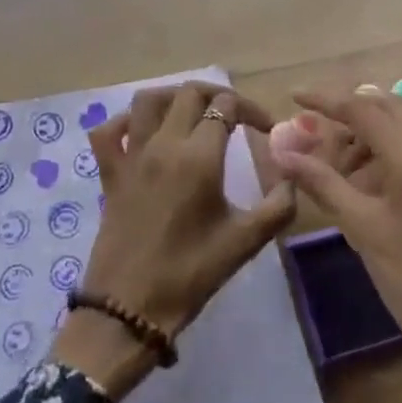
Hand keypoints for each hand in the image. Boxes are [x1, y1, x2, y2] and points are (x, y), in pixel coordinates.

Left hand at [51, 82, 295, 399]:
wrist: (127, 309)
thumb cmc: (189, 275)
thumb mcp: (243, 243)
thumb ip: (277, 207)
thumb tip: (292, 179)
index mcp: (199, 157)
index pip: (226, 107)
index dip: (250, 111)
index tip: (265, 130)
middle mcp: (163, 145)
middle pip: (189, 93)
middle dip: (217, 95)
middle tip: (235, 115)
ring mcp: (131, 156)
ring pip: (148, 100)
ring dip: (173, 96)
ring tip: (193, 112)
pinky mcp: (109, 173)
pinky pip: (109, 132)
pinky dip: (125, 121)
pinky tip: (143, 132)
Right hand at [270, 88, 401, 402]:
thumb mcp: (363, 229)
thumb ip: (322, 182)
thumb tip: (283, 152)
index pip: (362, 107)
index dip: (325, 98)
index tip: (295, 96)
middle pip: (387, 107)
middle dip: (349, 113)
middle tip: (315, 132)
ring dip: (370, 133)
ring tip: (339, 166)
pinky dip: (391, 150)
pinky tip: (371, 181)